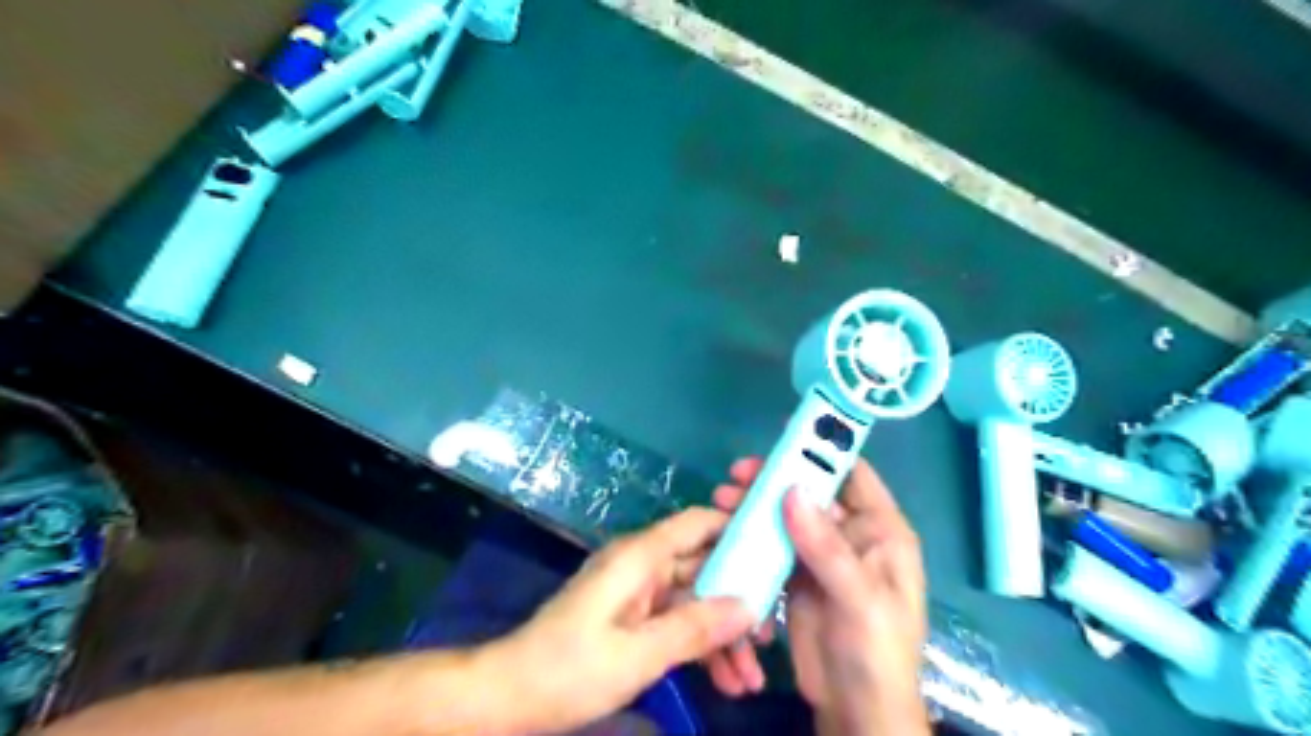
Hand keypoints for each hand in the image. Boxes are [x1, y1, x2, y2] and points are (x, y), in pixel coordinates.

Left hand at [487, 510, 752, 733]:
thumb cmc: (571, 668)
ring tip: (752, 680)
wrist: (511, 696)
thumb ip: (696, 628)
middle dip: (738, 602)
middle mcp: (643, 565)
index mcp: (641, 556)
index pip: (698, 523)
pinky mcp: (633, 618)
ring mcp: (639, 593)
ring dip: (722, 636)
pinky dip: (699, 647)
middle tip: (772, 638)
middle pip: (704, 568)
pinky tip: (726, 681)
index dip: (737, 527)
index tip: (776, 550)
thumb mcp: (639, 654)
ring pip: (695, 601)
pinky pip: (677, 622)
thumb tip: (750, 606)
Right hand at [708, 458, 931, 732]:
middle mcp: (852, 535)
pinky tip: (729, 526)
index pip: (854, 475)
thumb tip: (792, 491)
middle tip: (739, 473)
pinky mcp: (797, 574)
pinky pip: (773, 542)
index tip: (783, 438)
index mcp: (881, 531)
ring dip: (758, 504)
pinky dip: (752, 531)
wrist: (855, 708)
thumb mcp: (859, 597)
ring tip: (724, 496)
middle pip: (811, 492)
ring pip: (788, 515)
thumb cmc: (877, 651)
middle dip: (776, 478)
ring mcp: (821, 554)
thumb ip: (827, 545)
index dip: (824, 451)